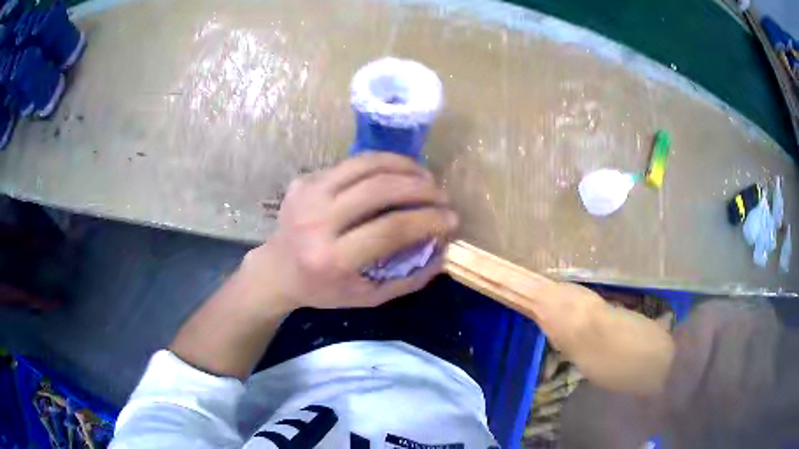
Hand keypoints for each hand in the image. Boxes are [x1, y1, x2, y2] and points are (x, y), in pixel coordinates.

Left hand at [242, 152, 457, 311]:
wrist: (276, 269)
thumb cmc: (323, 289)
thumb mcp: (367, 297)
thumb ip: (408, 280)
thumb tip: (442, 252)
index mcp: (331, 258)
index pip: (390, 230)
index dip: (428, 220)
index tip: (452, 220)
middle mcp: (317, 221)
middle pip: (380, 189)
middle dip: (421, 188)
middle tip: (442, 195)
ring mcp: (308, 194)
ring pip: (366, 165)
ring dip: (405, 166)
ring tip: (426, 177)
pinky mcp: (305, 179)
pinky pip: (352, 164)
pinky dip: (382, 165)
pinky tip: (398, 174)